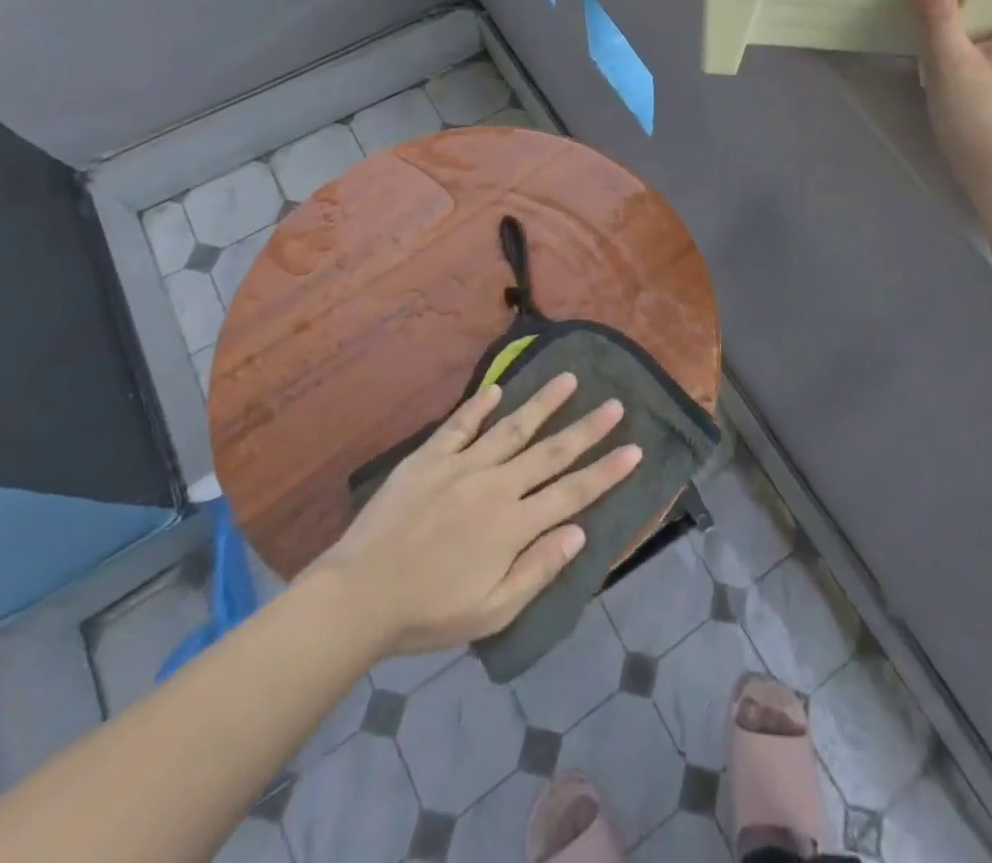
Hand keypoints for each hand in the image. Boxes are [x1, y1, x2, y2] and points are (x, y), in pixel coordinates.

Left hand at [315, 375, 640, 656]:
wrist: (357, 596)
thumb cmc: (427, 612)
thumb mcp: (490, 612)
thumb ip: (537, 570)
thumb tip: (578, 533)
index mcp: (513, 526)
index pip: (572, 492)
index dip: (606, 471)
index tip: (634, 449)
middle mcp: (495, 486)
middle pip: (551, 452)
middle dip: (588, 428)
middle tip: (615, 404)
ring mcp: (461, 466)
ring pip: (512, 428)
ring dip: (544, 403)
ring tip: (569, 378)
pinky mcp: (429, 458)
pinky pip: (460, 425)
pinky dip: (479, 405)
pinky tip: (497, 390)